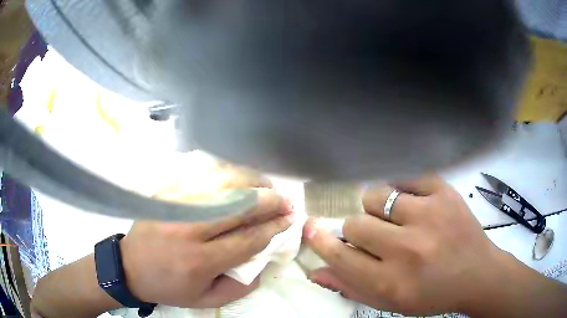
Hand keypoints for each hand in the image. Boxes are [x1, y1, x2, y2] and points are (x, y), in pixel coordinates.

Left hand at [121, 188, 292, 307]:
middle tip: (286, 201)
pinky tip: (239, 180)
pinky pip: (202, 176)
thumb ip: (240, 286)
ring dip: (252, 183)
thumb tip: (265, 261)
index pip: (248, 239)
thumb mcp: (206, 300)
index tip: (290, 221)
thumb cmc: (169, 286)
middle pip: (239, 205)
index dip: (273, 228)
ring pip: (223, 184)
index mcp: (199, 260)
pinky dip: (227, 174)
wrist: (129, 266)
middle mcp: (189, 228)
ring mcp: (175, 204)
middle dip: (269, 201)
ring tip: (267, 187)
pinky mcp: (167, 192)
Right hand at [303, 175, 509, 315]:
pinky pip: (405, 177)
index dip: (321, 242)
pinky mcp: (444, 192)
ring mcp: (429, 215)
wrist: (477, 274)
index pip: (340, 256)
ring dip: (378, 209)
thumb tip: (315, 270)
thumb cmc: (432, 295)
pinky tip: (412, 202)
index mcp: (392, 282)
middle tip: (378, 238)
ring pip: (376, 196)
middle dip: (359, 231)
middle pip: (355, 224)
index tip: (311, 229)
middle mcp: (408, 248)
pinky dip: (401, 188)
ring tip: (397, 219)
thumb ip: (351, 287)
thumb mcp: (390, 302)